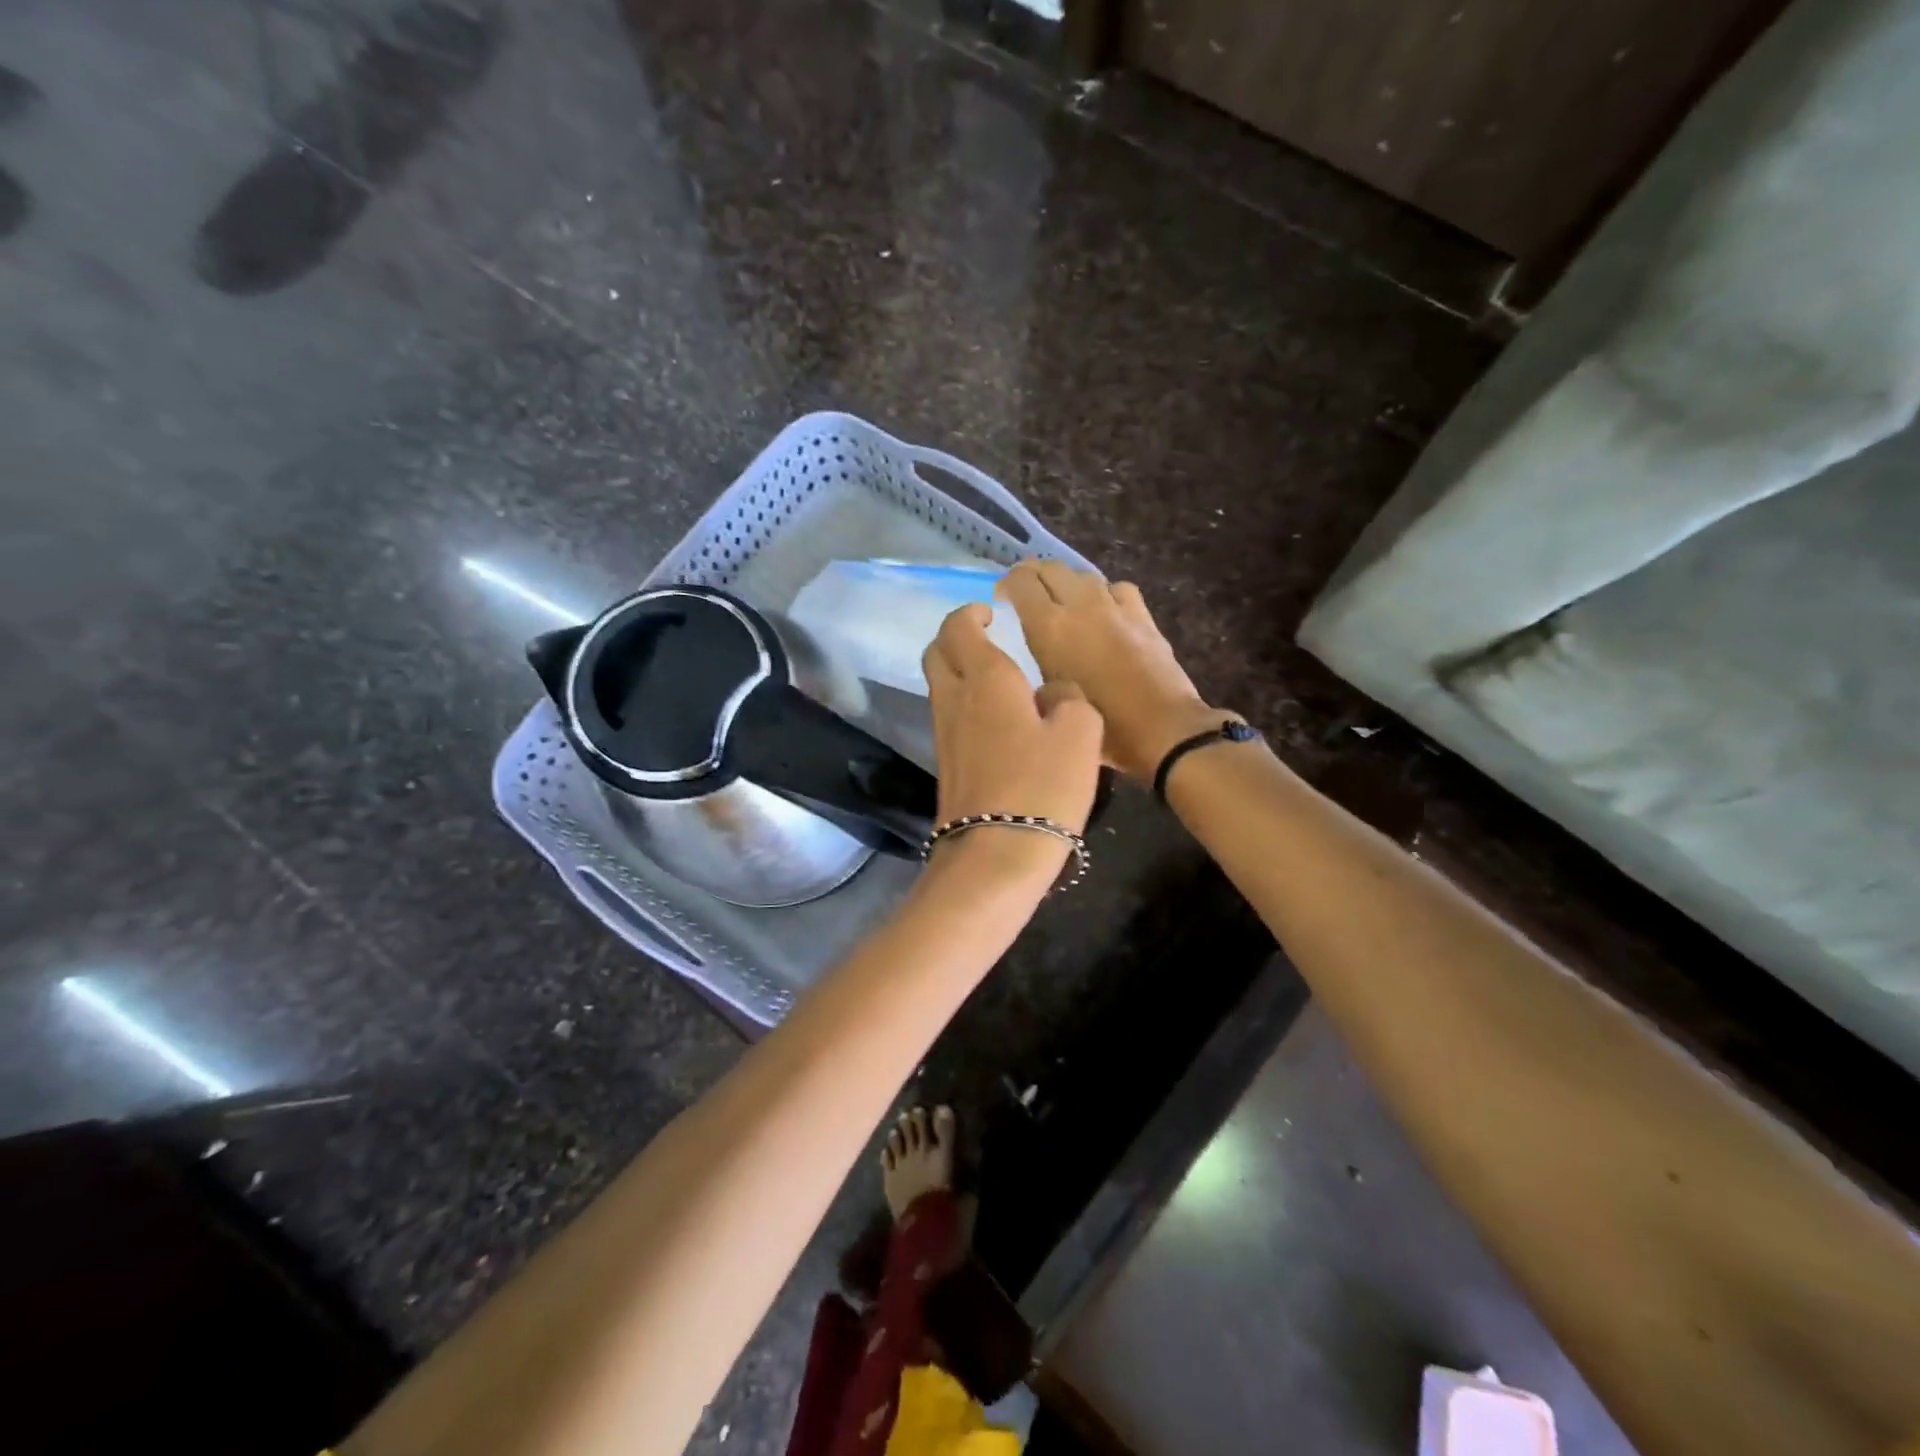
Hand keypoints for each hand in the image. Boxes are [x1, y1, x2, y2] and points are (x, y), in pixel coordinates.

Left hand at [922, 603, 1104, 864]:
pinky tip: (997, 722)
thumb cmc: (1042, 786)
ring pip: (940, 686)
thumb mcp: (1080, 733)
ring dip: (959, 672)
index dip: (971, 614)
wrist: (997, 854)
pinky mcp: (946, 765)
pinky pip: (950, 718)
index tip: (990, 613)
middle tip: (985, 639)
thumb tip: (1052, 693)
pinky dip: (965, 705)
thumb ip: (1069, 698)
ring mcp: (944, 734)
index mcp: (986, 679)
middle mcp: (955, 699)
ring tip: (998, 680)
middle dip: (955, 638)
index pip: (959, 628)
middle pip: (936, 654)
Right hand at [998, 561, 1230, 782]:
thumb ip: (1034, 666)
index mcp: (1049, 626)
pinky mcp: (1142, 615)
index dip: (1006, 584)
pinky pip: (1116, 589)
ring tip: (1061, 601)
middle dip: (1033, 575)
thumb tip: (1031, 652)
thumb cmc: (1098, 727)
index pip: (1020, 582)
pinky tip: (1104, 610)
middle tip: (1026, 595)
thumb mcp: (1049, 700)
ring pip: (1083, 575)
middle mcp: (1079, 605)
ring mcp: (1114, 606)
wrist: (1162, 730)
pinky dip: (1103, 594)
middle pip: (1050, 568)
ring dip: (1066, 582)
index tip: (1001, 599)